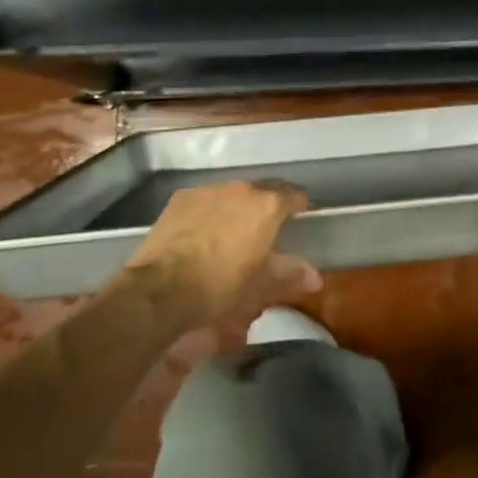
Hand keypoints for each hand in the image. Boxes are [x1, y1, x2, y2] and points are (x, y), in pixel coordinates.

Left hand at [121, 181, 318, 326]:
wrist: (161, 288)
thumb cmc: (220, 284)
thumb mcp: (261, 284)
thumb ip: (291, 273)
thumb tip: (316, 277)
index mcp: (267, 205)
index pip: (294, 194)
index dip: (300, 205)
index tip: (301, 217)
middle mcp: (241, 188)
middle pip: (264, 189)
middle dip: (269, 204)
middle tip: (268, 227)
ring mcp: (209, 190)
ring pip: (233, 193)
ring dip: (239, 206)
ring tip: (234, 230)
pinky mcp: (181, 198)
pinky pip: (206, 199)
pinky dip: (211, 210)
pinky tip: (203, 232)